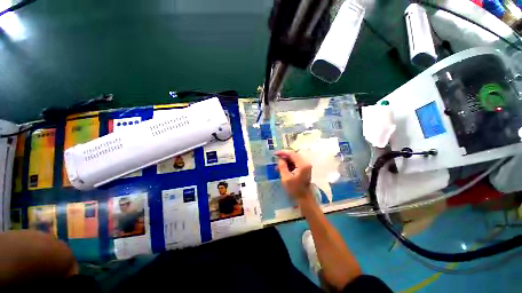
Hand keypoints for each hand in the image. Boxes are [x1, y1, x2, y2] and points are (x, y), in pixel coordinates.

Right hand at [275, 149, 313, 202]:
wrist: (304, 198)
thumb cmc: (295, 189)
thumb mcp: (286, 178)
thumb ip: (282, 166)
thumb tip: (280, 159)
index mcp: (302, 164)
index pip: (292, 153)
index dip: (282, 152)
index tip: (275, 154)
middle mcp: (305, 163)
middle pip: (293, 155)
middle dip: (284, 157)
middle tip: (275, 160)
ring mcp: (305, 166)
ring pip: (294, 159)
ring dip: (286, 161)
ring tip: (277, 167)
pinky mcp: (304, 169)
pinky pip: (295, 163)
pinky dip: (289, 165)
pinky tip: (282, 169)